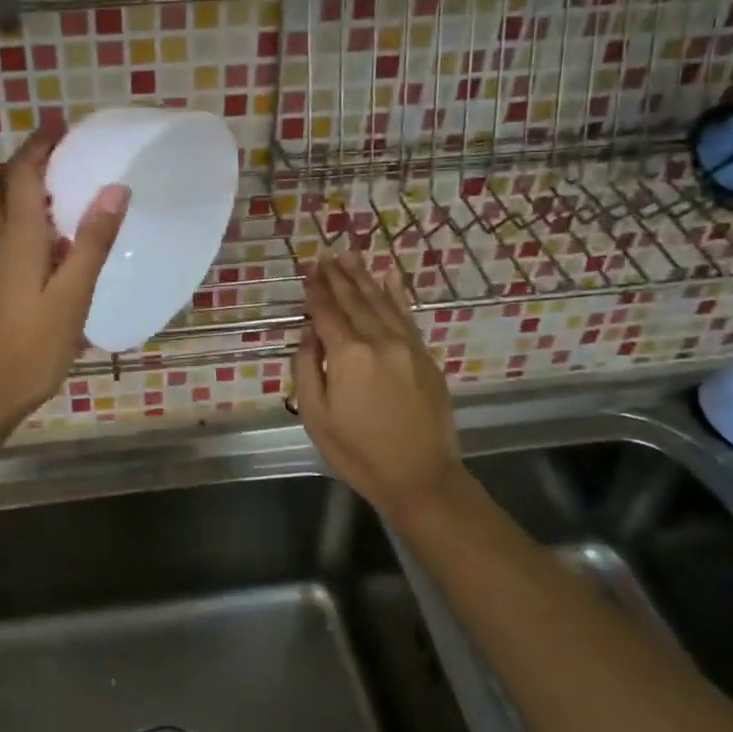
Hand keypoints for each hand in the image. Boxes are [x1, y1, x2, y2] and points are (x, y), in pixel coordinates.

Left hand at [0, 124, 128, 437]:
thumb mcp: (72, 298)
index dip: (40, 144)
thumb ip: (93, 242)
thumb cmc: (30, 349)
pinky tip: (41, 246)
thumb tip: (114, 188)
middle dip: (19, 162)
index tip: (62, 127)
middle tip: (57, 162)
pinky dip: (11, 218)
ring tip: (55, 198)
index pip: (23, 173)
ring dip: (13, 188)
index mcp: (16, 237)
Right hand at [295, 252, 461, 521]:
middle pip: (354, 300)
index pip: (326, 313)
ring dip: (363, 277)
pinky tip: (389, 278)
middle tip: (325, 254)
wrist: (421, 477)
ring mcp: (407, 346)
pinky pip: (408, 316)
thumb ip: (307, 368)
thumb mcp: (316, 416)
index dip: (315, 291)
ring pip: (381, 302)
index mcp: (348, 355)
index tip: (307, 270)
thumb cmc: (358, 452)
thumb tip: (309, 334)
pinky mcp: (425, 357)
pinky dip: (396, 295)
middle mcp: (379, 341)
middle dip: (337, 276)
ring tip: (349, 256)